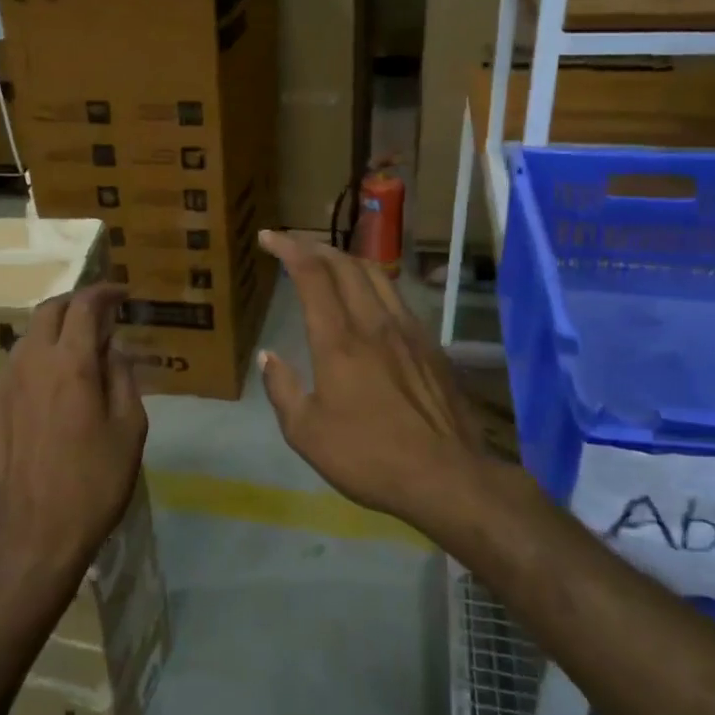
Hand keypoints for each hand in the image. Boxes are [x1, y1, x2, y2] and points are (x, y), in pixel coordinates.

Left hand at [0, 284, 146, 593]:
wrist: (26, 544)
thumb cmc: (91, 487)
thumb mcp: (128, 432)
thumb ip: (122, 379)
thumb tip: (113, 349)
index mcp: (69, 364)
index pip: (84, 305)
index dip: (103, 292)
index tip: (119, 293)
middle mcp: (27, 365)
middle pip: (46, 313)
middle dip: (73, 305)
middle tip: (95, 317)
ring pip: (25, 346)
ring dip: (51, 342)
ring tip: (72, 364)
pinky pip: (9, 382)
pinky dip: (32, 377)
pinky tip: (44, 409)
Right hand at [257, 231, 484, 533]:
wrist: (446, 477)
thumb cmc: (368, 457)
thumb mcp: (306, 433)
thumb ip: (282, 389)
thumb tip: (268, 357)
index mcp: (338, 341)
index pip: (311, 274)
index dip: (288, 248)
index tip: (268, 237)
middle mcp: (374, 323)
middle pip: (345, 264)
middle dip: (314, 246)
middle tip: (292, 244)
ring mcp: (408, 331)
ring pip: (376, 274)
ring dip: (346, 259)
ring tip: (328, 262)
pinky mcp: (430, 346)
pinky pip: (397, 297)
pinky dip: (373, 284)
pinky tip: (368, 300)